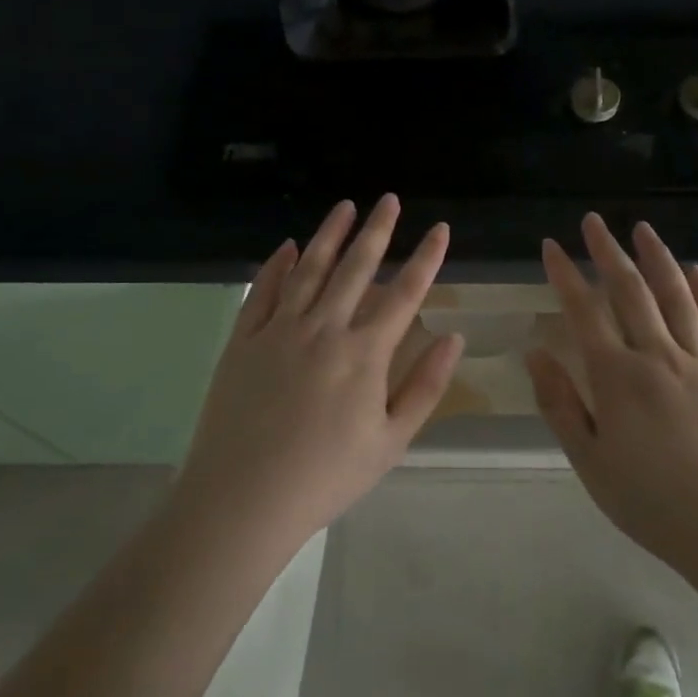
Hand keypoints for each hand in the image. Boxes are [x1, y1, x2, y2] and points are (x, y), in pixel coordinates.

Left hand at [174, 195, 463, 550]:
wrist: (242, 498)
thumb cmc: (326, 476)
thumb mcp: (391, 442)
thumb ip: (426, 386)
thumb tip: (455, 338)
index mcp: (364, 352)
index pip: (404, 292)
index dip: (426, 258)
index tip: (439, 228)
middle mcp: (324, 328)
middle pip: (357, 268)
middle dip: (378, 230)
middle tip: (389, 199)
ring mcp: (279, 329)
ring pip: (309, 268)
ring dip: (330, 235)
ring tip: (345, 206)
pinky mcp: (243, 339)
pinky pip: (263, 291)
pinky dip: (277, 265)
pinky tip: (288, 246)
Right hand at [526, 213, 697, 572]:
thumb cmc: (652, 503)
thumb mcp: (590, 461)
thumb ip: (560, 404)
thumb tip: (535, 353)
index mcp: (618, 377)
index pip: (584, 311)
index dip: (564, 275)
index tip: (549, 246)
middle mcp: (659, 356)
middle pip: (630, 291)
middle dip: (607, 252)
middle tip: (592, 221)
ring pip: (676, 296)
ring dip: (657, 258)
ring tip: (642, 229)